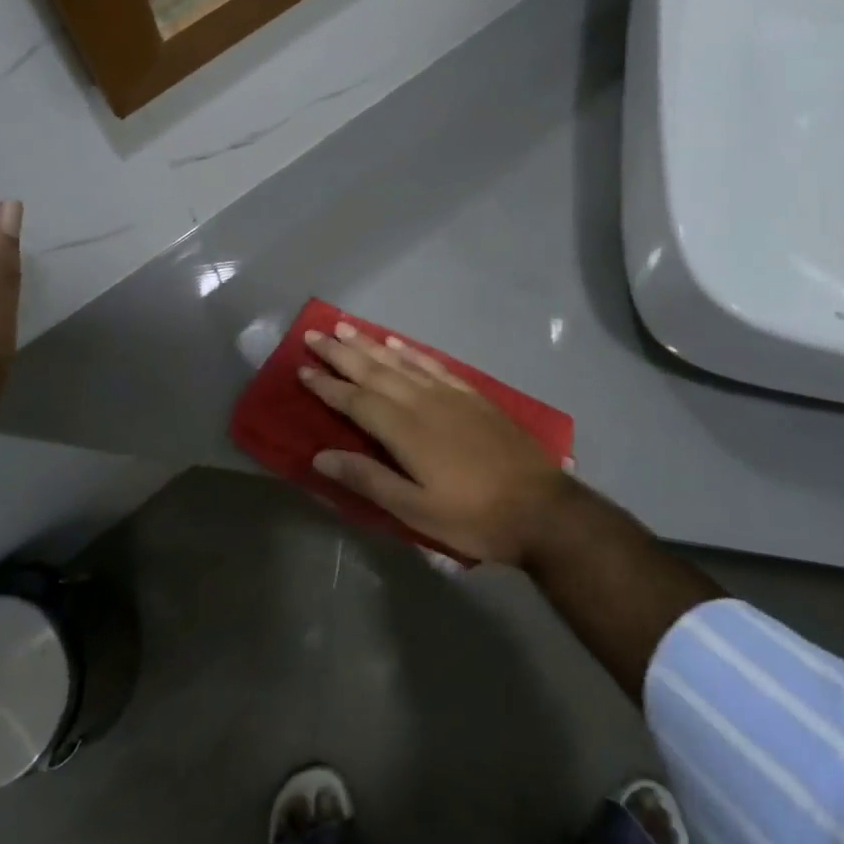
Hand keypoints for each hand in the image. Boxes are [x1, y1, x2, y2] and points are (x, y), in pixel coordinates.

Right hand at [299, 323, 576, 565]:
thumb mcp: (416, 510)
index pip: (355, 400)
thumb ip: (368, 479)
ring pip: (400, 361)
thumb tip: (320, 456)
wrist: (541, 508)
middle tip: (314, 334)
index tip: (301, 369)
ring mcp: (449, 394)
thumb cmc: (473, 516)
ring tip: (345, 327)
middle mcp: (422, 401)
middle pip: (373, 371)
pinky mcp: (471, 395)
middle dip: (341, 352)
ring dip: (369, 344)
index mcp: (405, 430)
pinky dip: (410, 351)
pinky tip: (397, 344)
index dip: (327, 385)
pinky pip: (432, 364)